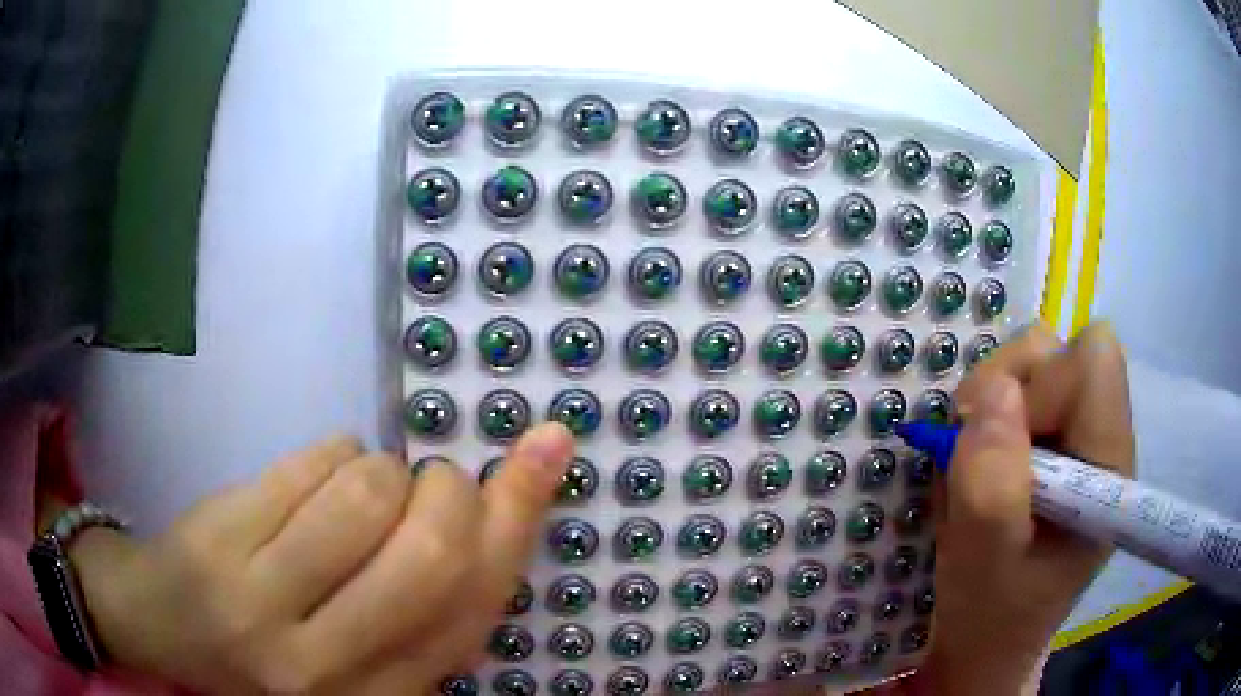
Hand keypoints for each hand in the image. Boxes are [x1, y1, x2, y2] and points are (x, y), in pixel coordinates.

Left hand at [70, 423, 573, 693]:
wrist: (164, 626)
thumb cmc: (268, 645)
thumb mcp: (355, 652)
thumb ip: (419, 611)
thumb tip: (498, 517)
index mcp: (381, 694)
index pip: (470, 606)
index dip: (517, 518)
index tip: (549, 446)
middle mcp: (330, 666)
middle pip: (429, 552)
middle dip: (447, 488)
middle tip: (431, 478)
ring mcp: (264, 604)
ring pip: (366, 496)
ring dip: (380, 468)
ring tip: (355, 484)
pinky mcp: (221, 543)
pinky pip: (309, 465)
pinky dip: (331, 452)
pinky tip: (313, 477)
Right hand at [923, 321, 1133, 693]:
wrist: (987, 640)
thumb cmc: (992, 615)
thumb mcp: (984, 564)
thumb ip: (992, 484)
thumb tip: (993, 391)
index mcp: (1108, 466)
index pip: (1095, 361)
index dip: (1044, 384)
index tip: (1003, 444)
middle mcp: (1101, 435)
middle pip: (1060, 349)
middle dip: (1007, 389)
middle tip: (976, 453)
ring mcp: (1076, 432)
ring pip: (1034, 359)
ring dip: (991, 402)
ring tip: (974, 466)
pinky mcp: (1052, 436)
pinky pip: (1015, 386)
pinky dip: (985, 416)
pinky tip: (980, 466)